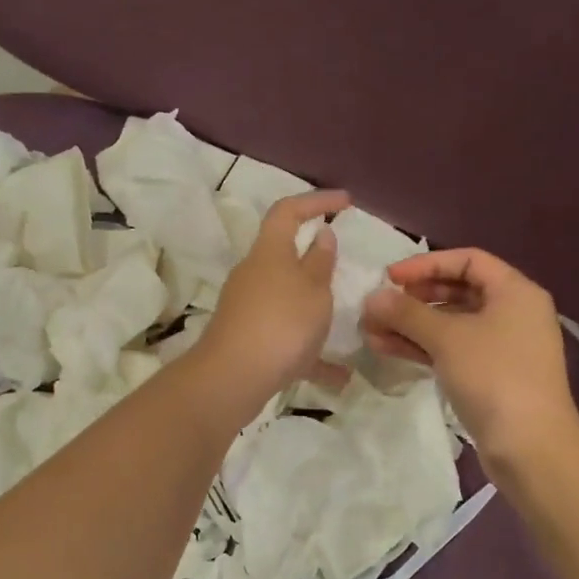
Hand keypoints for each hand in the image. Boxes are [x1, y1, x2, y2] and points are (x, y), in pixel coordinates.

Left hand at [198, 190, 349, 405]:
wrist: (233, 378)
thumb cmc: (281, 323)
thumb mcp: (313, 289)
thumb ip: (320, 262)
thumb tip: (320, 234)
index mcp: (269, 252)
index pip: (288, 211)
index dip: (316, 201)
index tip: (345, 202)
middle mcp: (253, 274)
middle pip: (283, 255)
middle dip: (314, 260)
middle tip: (344, 269)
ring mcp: (247, 307)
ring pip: (287, 299)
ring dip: (314, 309)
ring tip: (346, 325)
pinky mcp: (247, 338)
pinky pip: (285, 337)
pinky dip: (310, 352)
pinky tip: (338, 377)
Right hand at [361, 248, 578, 464]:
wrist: (530, 446)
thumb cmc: (493, 376)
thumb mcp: (446, 338)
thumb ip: (406, 313)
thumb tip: (373, 297)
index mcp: (515, 291)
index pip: (467, 260)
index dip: (426, 264)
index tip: (390, 277)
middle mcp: (513, 312)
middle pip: (458, 291)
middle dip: (414, 298)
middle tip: (380, 305)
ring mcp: (502, 346)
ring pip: (451, 324)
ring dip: (411, 325)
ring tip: (372, 331)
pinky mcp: (491, 375)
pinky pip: (453, 350)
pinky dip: (423, 347)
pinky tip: (387, 349)